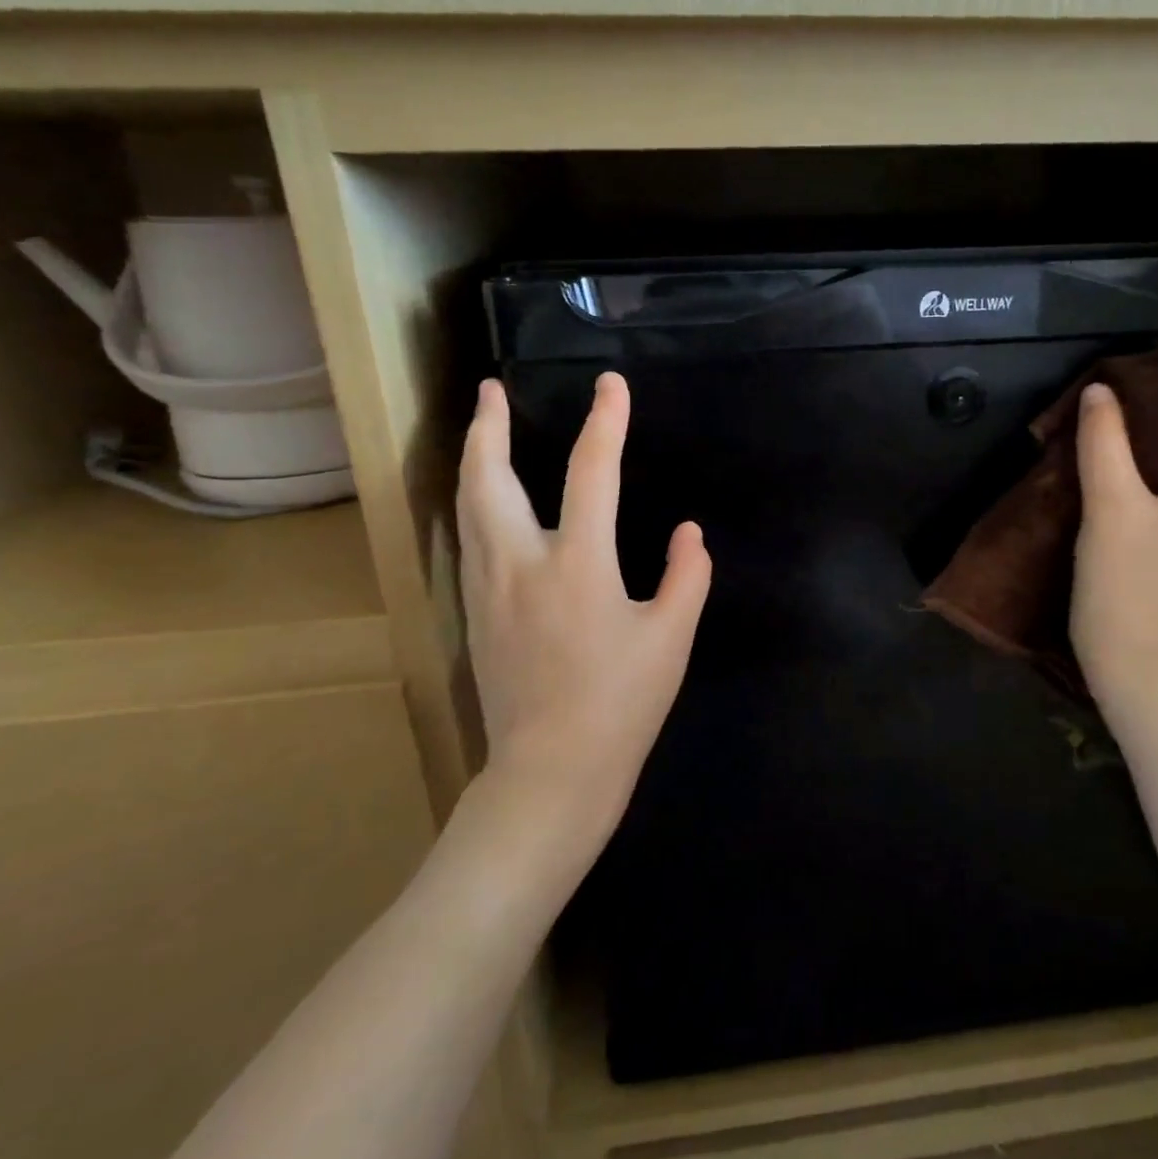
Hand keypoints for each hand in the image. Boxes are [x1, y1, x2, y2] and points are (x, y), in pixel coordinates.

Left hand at [456, 373, 711, 857]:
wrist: (550, 774)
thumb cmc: (620, 705)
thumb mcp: (671, 639)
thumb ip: (687, 577)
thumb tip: (690, 532)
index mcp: (578, 565)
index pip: (591, 473)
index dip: (605, 422)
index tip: (611, 385)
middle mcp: (521, 565)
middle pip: (490, 478)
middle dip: (489, 426)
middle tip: (491, 389)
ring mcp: (488, 589)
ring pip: (467, 507)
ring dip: (473, 459)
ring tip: (480, 429)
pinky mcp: (474, 614)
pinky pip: (468, 539)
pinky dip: (472, 502)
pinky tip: (483, 502)